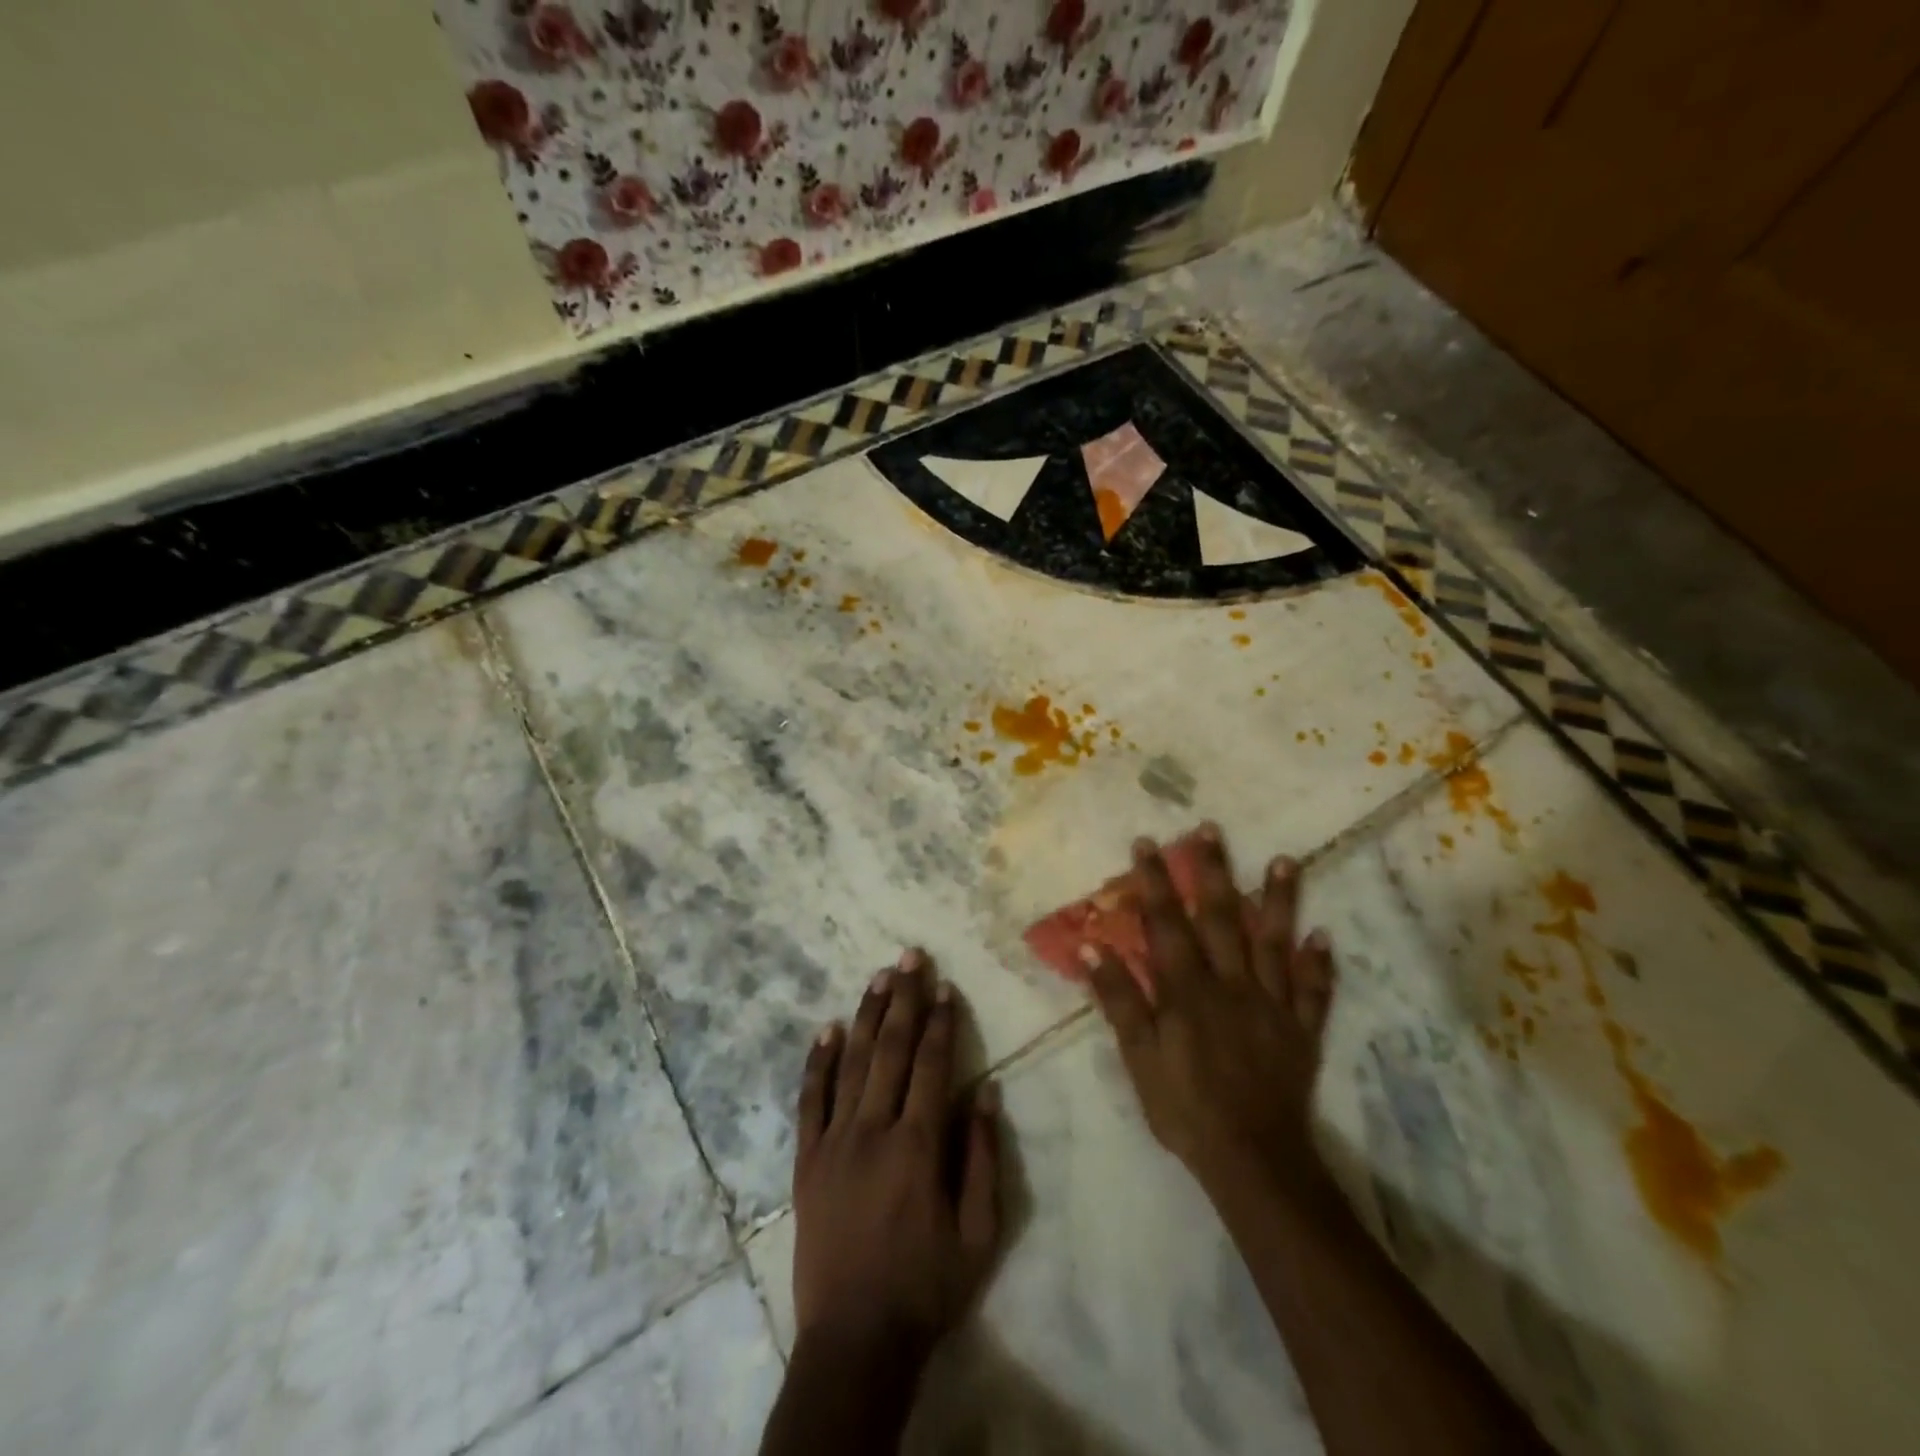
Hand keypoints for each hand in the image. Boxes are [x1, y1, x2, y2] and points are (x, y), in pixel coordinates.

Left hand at [790, 950, 1001, 1369]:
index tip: (945, 987)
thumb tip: (985, 1092)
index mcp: (917, 1145)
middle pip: (890, 1049)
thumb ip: (981, 1158)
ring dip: (866, 1015)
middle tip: (910, 956)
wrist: (855, 1339)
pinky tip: (825, 1028)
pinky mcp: (806, 1159)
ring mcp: (834, 1141)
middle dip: (904, 998)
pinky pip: (810, 1099)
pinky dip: (817, 1061)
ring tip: (878, 976)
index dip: (940, 1022)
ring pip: (851, 1063)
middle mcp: (873, 1130)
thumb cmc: (926, 1286)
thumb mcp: (978, 1233)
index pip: (931, 1064)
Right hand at [1081, 827, 1335, 1203]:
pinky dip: (1320, 964)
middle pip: (1221, 918)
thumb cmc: (1184, 1106)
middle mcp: (1231, 984)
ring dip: (1278, 900)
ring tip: (1284, 860)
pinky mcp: (1301, 1030)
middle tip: (1210, 829)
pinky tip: (1325, 936)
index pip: (1168, 923)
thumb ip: (1119, 998)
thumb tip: (1091, 945)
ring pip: (1275, 943)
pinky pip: (1313, 991)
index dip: (1155, 882)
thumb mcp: (1138, 1057)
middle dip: (1213, 871)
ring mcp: (1272, 1004)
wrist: (1252, 1158)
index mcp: (1188, 990)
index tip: (1147, 843)